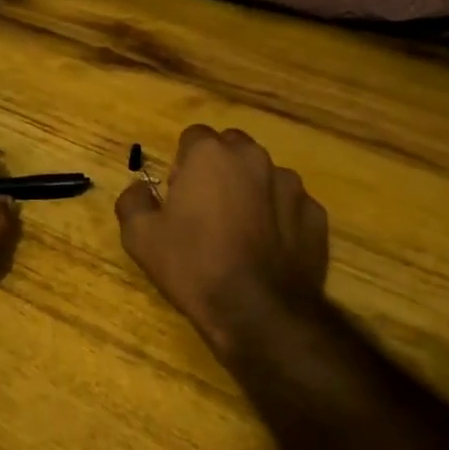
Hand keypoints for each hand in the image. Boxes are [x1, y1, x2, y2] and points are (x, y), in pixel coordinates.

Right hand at [115, 125, 328, 364]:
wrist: (258, 312)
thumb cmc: (194, 266)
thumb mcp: (140, 238)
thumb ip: (133, 201)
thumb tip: (140, 189)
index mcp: (211, 155)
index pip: (193, 137)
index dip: (182, 163)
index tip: (178, 195)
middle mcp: (254, 158)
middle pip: (232, 149)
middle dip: (219, 169)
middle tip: (206, 209)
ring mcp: (291, 185)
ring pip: (264, 175)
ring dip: (250, 191)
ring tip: (239, 233)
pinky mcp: (315, 215)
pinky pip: (290, 205)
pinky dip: (278, 218)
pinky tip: (266, 250)